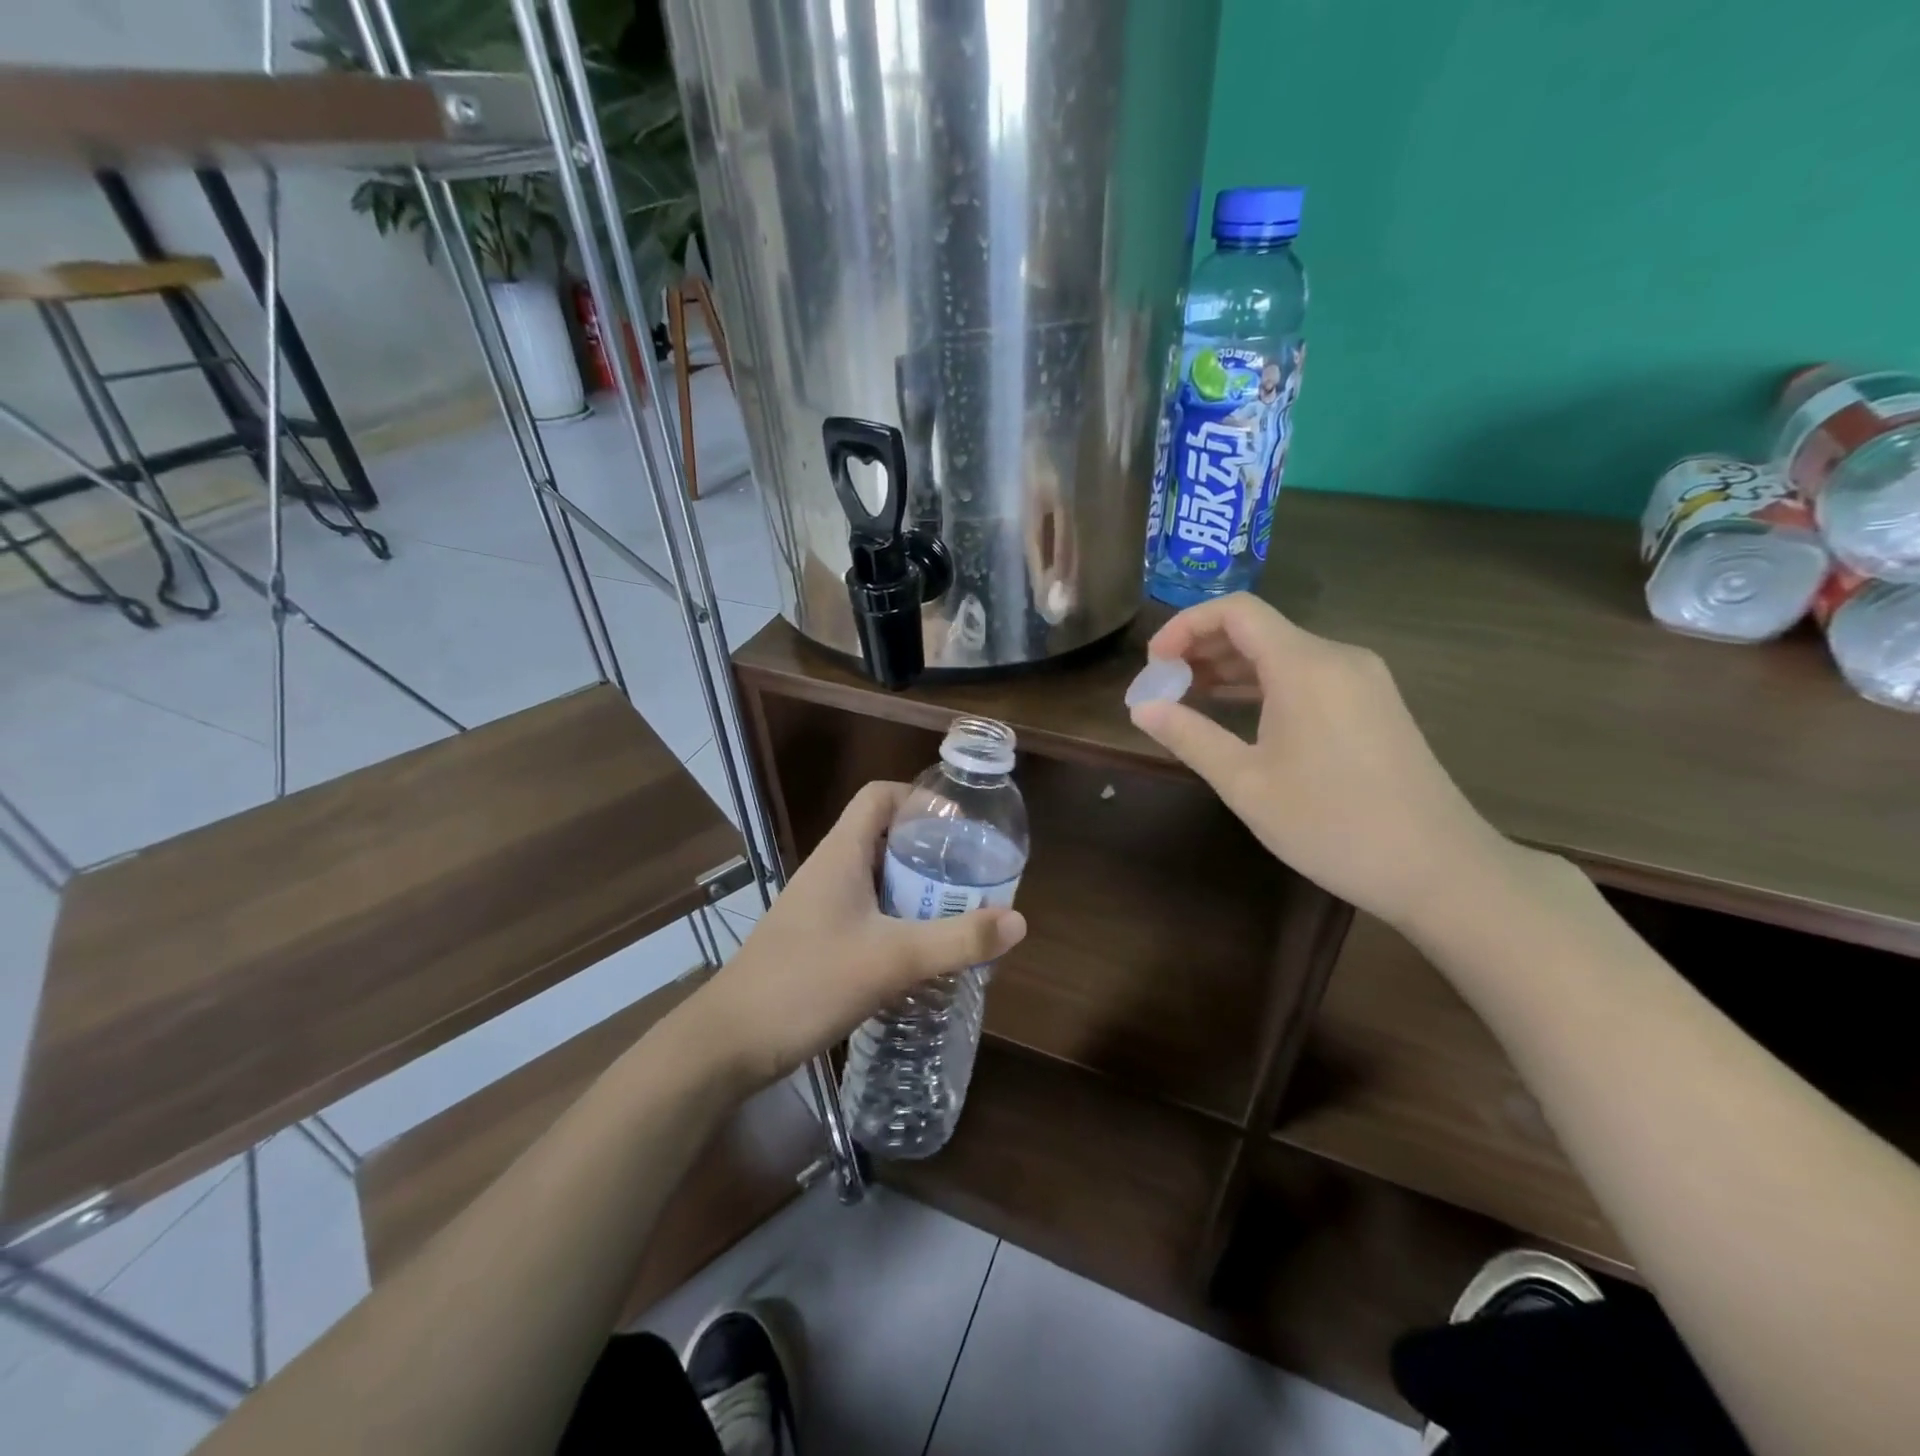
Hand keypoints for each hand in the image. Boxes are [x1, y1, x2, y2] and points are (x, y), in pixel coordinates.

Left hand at [689, 782, 1027, 1089]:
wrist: (729, 1043)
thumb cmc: (807, 983)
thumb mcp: (892, 959)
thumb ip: (956, 940)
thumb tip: (1019, 921)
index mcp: (842, 854)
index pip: (880, 796)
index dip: (920, 799)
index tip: (961, 826)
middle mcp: (830, 870)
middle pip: (885, 837)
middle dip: (931, 852)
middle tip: (974, 875)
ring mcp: (821, 906)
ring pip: (878, 879)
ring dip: (917, 890)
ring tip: (961, 911)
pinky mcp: (818, 940)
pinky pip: (868, 913)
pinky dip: (900, 921)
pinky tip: (924, 951)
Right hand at [1129, 593, 1512, 930]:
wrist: (1438, 868)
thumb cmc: (1332, 824)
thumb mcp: (1246, 784)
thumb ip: (1190, 737)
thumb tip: (1140, 708)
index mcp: (1305, 666)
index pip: (1236, 611)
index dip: (1185, 625)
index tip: (1154, 662)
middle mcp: (1337, 657)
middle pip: (1259, 628)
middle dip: (1203, 647)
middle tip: (1164, 684)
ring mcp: (1362, 680)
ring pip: (1283, 652)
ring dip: (1232, 667)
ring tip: (1189, 696)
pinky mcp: (1373, 703)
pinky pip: (1307, 675)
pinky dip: (1265, 684)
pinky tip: (1238, 712)